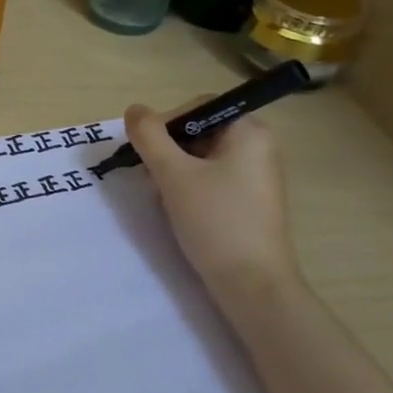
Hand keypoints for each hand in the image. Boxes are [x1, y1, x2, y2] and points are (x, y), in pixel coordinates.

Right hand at [125, 100, 300, 297]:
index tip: (146, 151)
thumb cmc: (215, 220)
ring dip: (173, 170)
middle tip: (149, 175)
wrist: (252, 284)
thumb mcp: (173, 173)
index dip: (166, 123)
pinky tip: (177, 209)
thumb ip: (149, 136)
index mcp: (249, 132)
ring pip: (200, 158)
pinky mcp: (248, 202)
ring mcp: (255, 176)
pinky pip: (210, 179)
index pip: (198, 107)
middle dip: (167, 150)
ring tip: (161, 195)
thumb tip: (134, 110)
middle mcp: (258, 148)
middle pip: (198, 132)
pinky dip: (188, 187)